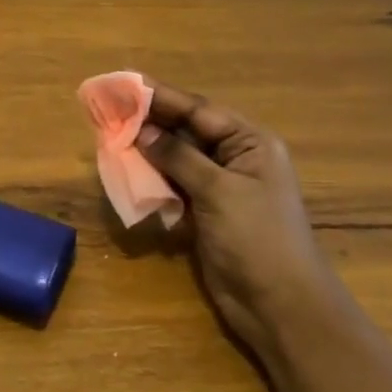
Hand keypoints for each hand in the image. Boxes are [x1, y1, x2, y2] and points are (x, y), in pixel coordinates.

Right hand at [138, 81, 326, 354]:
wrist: (281, 308)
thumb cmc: (257, 239)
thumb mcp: (218, 191)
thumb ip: (178, 157)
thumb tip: (141, 130)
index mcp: (250, 142)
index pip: (199, 110)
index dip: (161, 96)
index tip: (125, 83)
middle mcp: (236, 157)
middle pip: (187, 130)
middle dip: (150, 120)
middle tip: (110, 108)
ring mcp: (221, 186)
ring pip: (177, 157)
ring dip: (147, 149)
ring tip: (111, 135)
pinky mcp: (206, 212)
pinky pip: (174, 185)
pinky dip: (153, 178)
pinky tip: (127, 171)